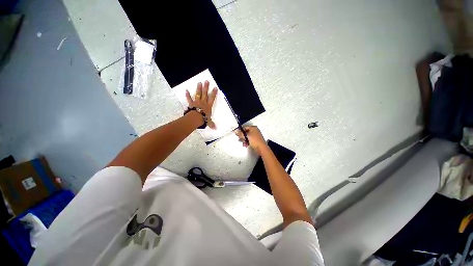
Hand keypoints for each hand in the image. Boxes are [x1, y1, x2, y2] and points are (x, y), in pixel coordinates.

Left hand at [185, 80, 217, 128]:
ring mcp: (197, 102)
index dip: (214, 93)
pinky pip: (189, 98)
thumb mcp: (209, 122)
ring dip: (198, 88)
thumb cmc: (203, 119)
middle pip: (205, 93)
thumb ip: (211, 124)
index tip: (215, 87)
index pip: (212, 98)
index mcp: (208, 106)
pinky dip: (188, 95)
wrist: (195, 118)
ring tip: (199, 83)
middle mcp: (203, 102)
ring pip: (198, 94)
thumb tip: (215, 128)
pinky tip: (186, 90)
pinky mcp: (191, 103)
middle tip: (206, 81)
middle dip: (206, 87)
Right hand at [235, 126, 268, 154]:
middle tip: (240, 139)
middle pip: (245, 132)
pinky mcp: (255, 140)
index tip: (236, 134)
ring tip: (244, 143)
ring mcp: (255, 135)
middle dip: (242, 136)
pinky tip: (246, 145)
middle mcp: (254, 130)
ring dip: (244, 140)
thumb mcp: (247, 136)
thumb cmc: (255, 141)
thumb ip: (240, 134)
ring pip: (247, 136)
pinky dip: (247, 142)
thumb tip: (235, 131)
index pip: (244, 127)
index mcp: (253, 128)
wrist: (261, 148)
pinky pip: (249, 140)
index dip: (240, 130)